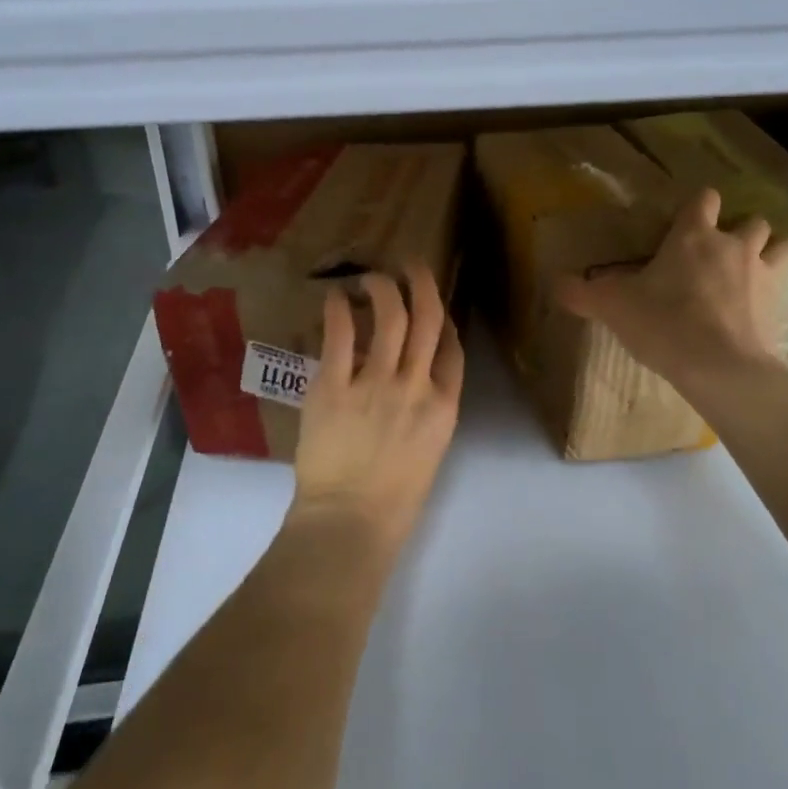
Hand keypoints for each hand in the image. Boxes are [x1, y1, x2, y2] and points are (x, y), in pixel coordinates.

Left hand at [290, 263, 463, 563]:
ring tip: (371, 277)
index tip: (433, 307)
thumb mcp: (427, 451)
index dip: (445, 320)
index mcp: (443, 407)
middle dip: (422, 285)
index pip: (453, 349)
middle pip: (428, 320)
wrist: (349, 523)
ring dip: (382, 288)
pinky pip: (340, 336)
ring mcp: (375, 384)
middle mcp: (415, 386)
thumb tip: (408, 373)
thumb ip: (425, 409)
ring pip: (389, 317)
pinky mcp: (334, 387)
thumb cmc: (392, 499)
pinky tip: (334, 297)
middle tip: (411, 265)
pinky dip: (338, 310)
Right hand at [555, 189, 787, 394]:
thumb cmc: (664, 322)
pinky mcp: (778, 308)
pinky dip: (774, 292)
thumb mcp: (612, 306)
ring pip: (781, 247)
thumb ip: (582, 293)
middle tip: (719, 251)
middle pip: (752, 220)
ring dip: (769, 253)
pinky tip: (759, 309)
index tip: (685, 221)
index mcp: (694, 235)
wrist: (719, 367)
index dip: (698, 205)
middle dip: (740, 230)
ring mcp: (762, 276)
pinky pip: (784, 288)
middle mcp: (733, 246)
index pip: (704, 199)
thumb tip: (554, 284)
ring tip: (752, 270)